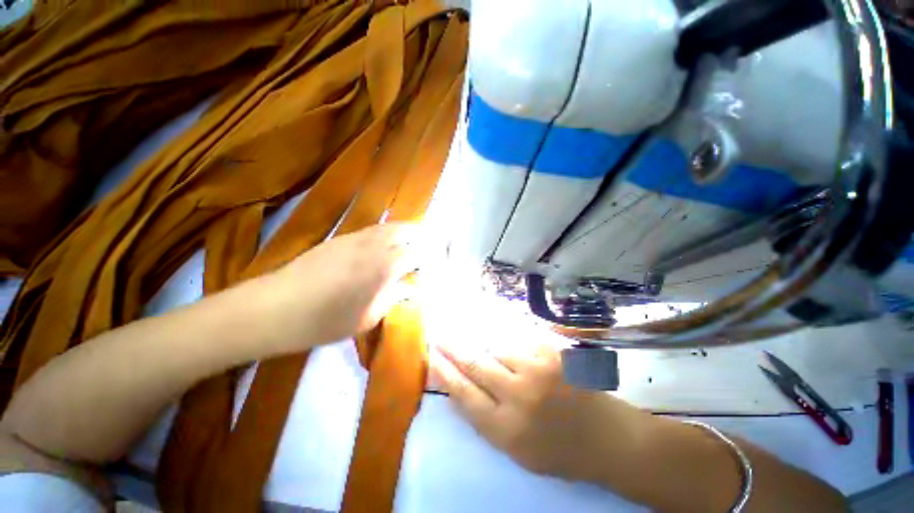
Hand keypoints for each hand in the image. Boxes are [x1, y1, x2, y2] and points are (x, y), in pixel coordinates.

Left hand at [260, 223, 418, 350]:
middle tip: (430, 249)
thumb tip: (411, 288)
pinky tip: (384, 247)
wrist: (274, 308)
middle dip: (423, 236)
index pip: (420, 251)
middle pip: (408, 229)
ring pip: (390, 226)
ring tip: (412, 245)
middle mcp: (375, 245)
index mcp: (385, 265)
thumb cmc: (325, 320)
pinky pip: (373, 229)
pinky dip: (387, 234)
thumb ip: (394, 298)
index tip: (440, 262)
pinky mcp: (340, 238)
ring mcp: (356, 238)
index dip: (433, 255)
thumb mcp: (367, 317)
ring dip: (406, 232)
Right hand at [431, 341, 652, 482]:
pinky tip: (519, 351)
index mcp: (507, 429)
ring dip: (493, 350)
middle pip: (475, 364)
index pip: (464, 394)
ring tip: (502, 359)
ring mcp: (539, 369)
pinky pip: (521, 340)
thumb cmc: (558, 450)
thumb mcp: (516, 449)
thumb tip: (458, 389)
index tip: (432, 357)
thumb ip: (485, 419)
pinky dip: (513, 344)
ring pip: (498, 348)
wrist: (607, 437)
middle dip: (454, 349)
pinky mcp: (554, 352)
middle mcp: (520, 396)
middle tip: (440, 336)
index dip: (445, 373)